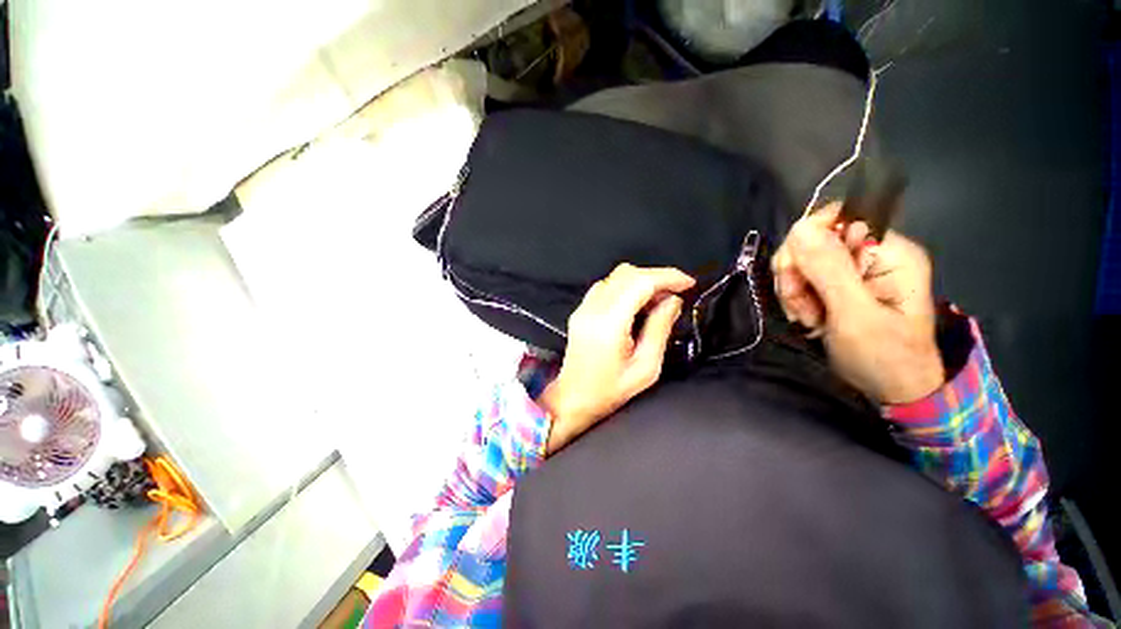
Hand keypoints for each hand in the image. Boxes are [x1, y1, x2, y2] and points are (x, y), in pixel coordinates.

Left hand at [540, 264, 694, 453]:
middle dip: (657, 277)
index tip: (689, 284)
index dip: (667, 277)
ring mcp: (583, 307)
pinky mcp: (581, 310)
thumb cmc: (610, 390)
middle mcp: (592, 309)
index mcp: (609, 323)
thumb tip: (673, 300)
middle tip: (675, 295)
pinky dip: (626, 287)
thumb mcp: (645, 367)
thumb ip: (660, 328)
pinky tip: (637, 304)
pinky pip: (606, 285)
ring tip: (658, 301)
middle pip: (627, 273)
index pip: (639, 282)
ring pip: (616, 276)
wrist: (573, 398)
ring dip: (642, 281)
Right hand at [771, 203, 944, 403]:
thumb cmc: (883, 356)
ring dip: (793, 289)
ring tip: (806, 318)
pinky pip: (801, 279)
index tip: (794, 275)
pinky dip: (795, 298)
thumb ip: (829, 270)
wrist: (893, 391)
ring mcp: (854, 270)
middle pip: (812, 240)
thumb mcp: (855, 315)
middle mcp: (871, 253)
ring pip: (801, 261)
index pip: (837, 218)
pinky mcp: (838, 286)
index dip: (807, 240)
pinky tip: (806, 317)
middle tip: (801, 306)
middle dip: (796, 273)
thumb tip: (800, 228)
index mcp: (889, 252)